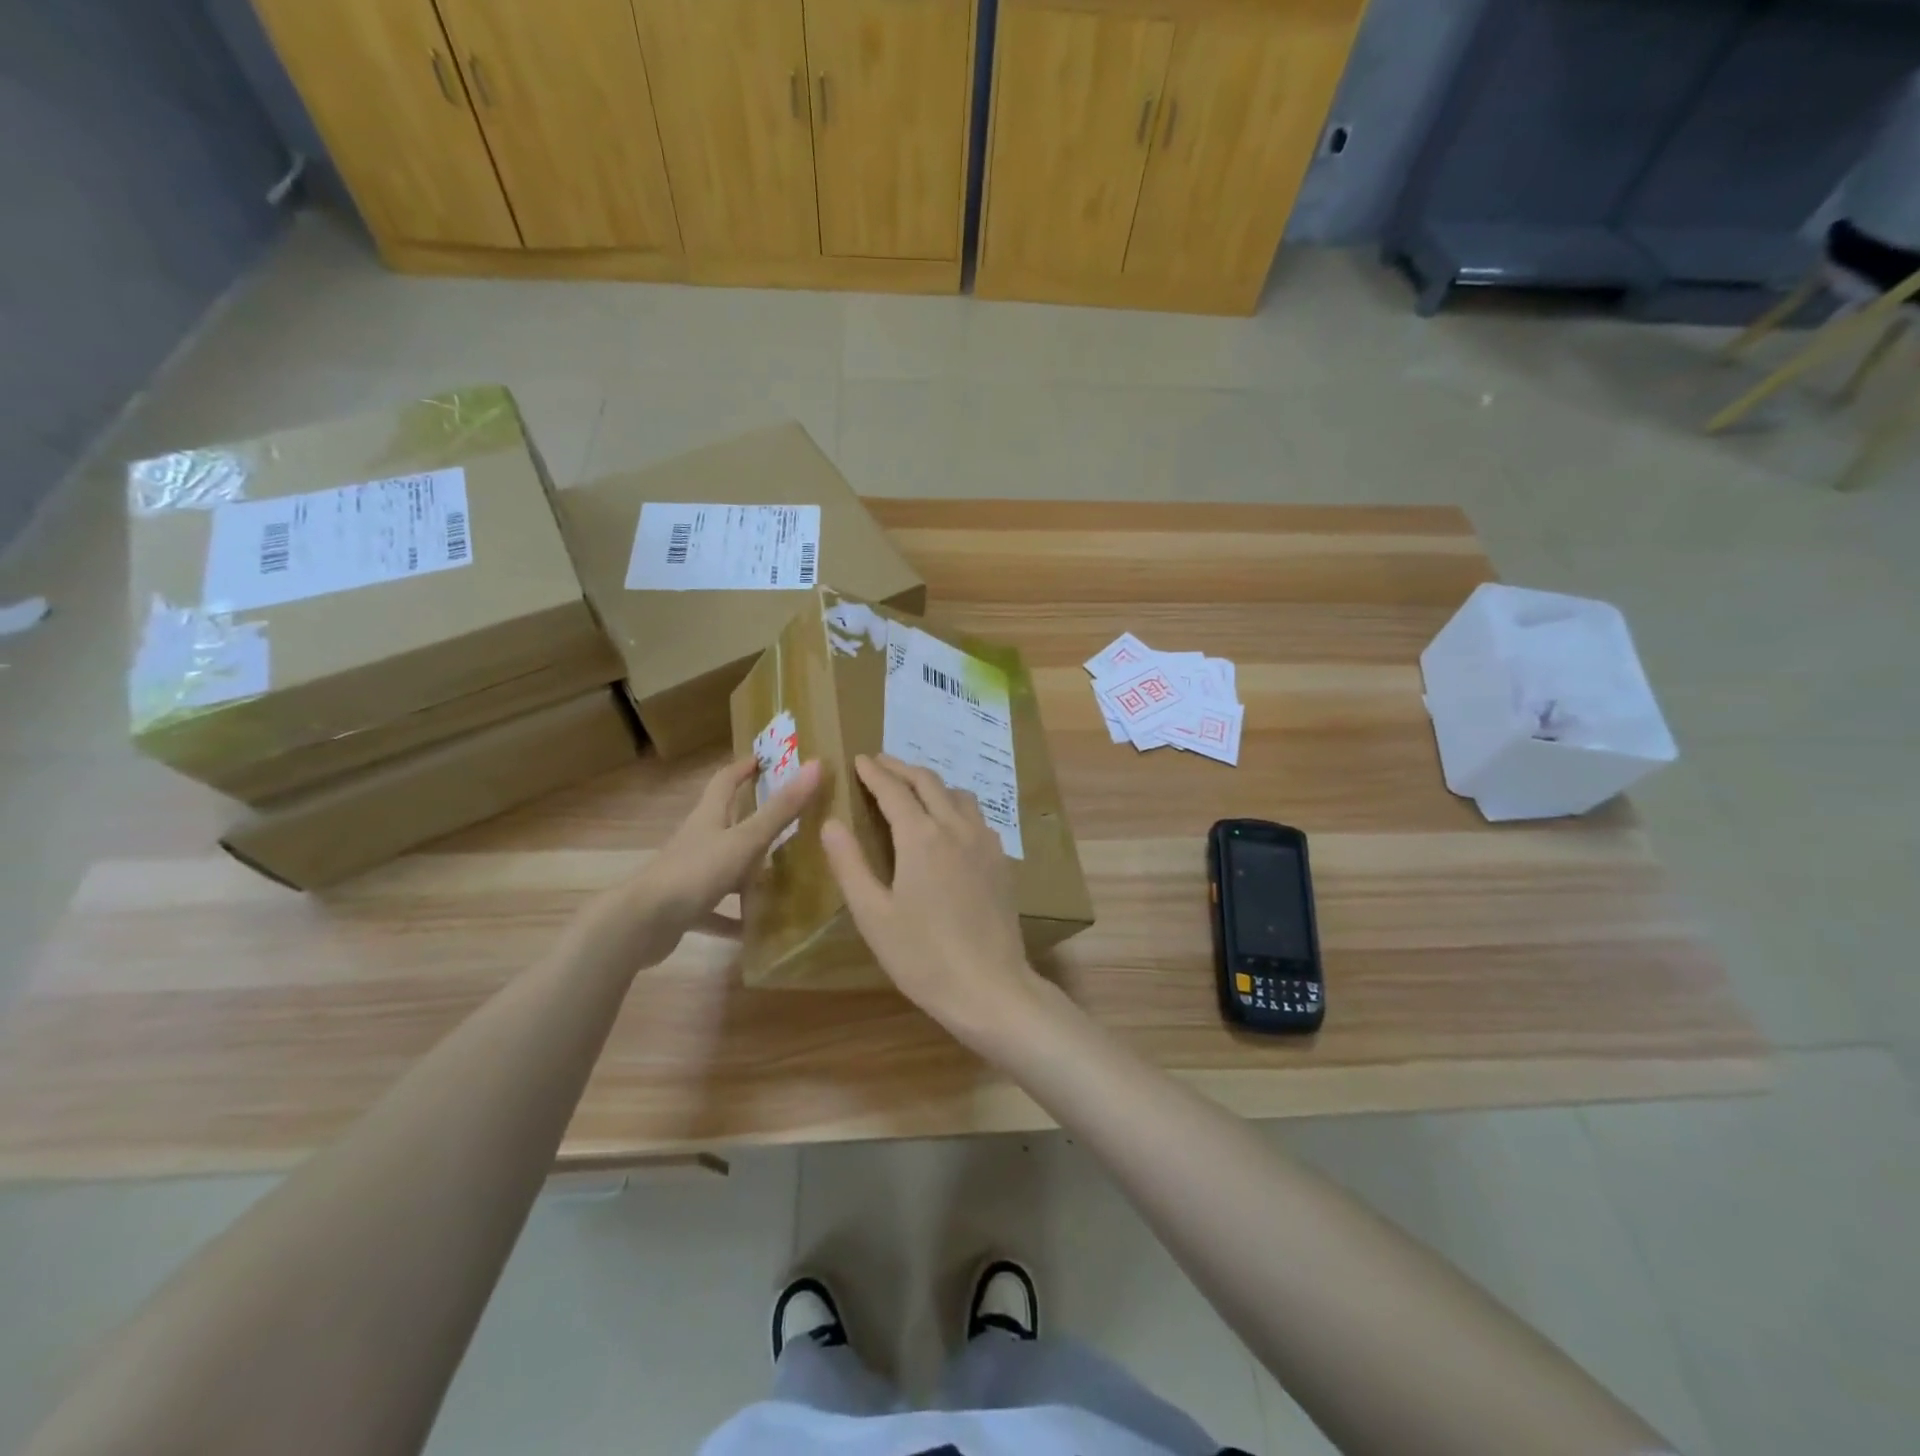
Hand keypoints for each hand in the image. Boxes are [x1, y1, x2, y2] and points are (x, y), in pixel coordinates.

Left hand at [583, 755, 821, 969]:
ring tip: (781, 877)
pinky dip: (733, 916)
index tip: (764, 759)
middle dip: (752, 818)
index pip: (725, 782)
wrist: (641, 923)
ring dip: (748, 871)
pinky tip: (754, 929)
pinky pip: (715, 910)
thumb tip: (817, 766)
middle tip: (787, 818)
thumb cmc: (695, 872)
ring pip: (724, 866)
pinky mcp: (685, 907)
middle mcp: (698, 841)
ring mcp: (689, 875)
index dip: (743, 768)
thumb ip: (781, 809)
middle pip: (726, 823)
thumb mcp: (745, 840)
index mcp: (709, 818)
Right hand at [821, 754, 1043, 1047]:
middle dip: (902, 769)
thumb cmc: (922, 956)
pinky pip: (976, 817)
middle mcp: (956, 828)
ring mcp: (985, 842)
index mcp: (921, 837)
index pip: (894, 790)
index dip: (874, 772)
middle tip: (881, 764)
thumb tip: (831, 822)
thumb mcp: (872, 915)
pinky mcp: (1001, 860)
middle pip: (929, 782)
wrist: (989, 987)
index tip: (859, 759)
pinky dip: (955, 805)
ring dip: (932, 784)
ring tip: (913, 789)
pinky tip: (949, 824)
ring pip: (958, 795)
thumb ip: (850, 864)